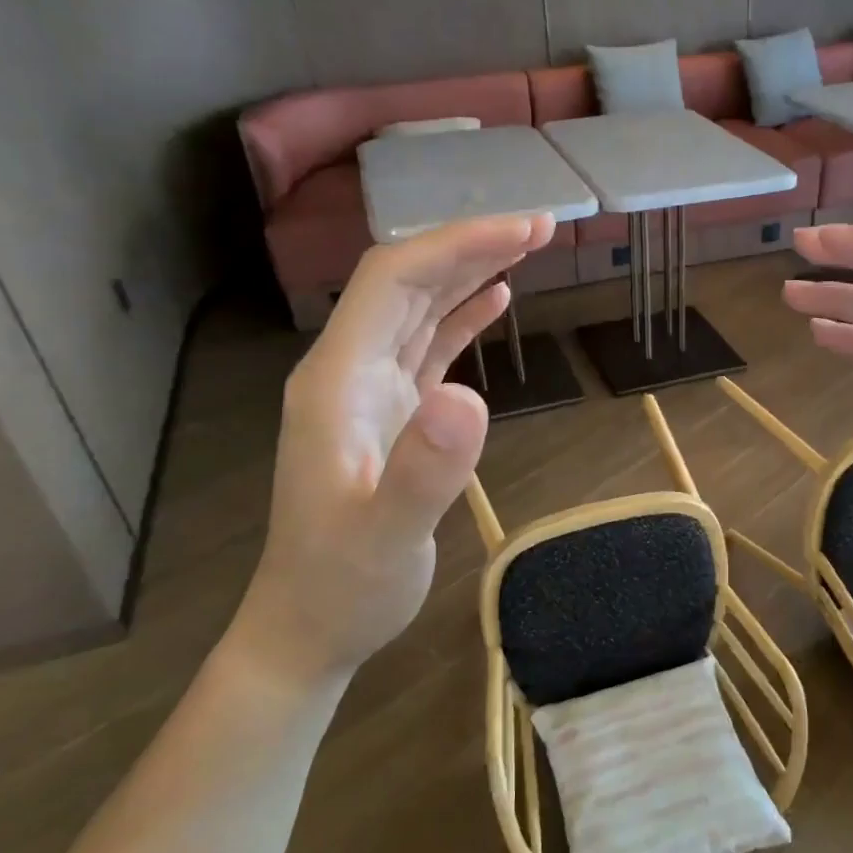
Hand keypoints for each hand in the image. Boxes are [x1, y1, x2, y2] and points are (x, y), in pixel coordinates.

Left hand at [231, 214, 555, 689]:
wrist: (310, 627)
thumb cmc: (343, 586)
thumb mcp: (387, 537)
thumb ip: (424, 470)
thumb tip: (470, 396)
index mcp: (338, 381)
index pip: (392, 281)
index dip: (456, 245)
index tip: (523, 229)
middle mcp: (348, 371)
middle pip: (405, 282)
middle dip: (470, 245)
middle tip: (542, 225)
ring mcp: (368, 392)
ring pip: (417, 308)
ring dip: (468, 272)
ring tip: (527, 245)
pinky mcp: (391, 415)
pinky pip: (427, 347)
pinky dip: (461, 317)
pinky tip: (495, 300)